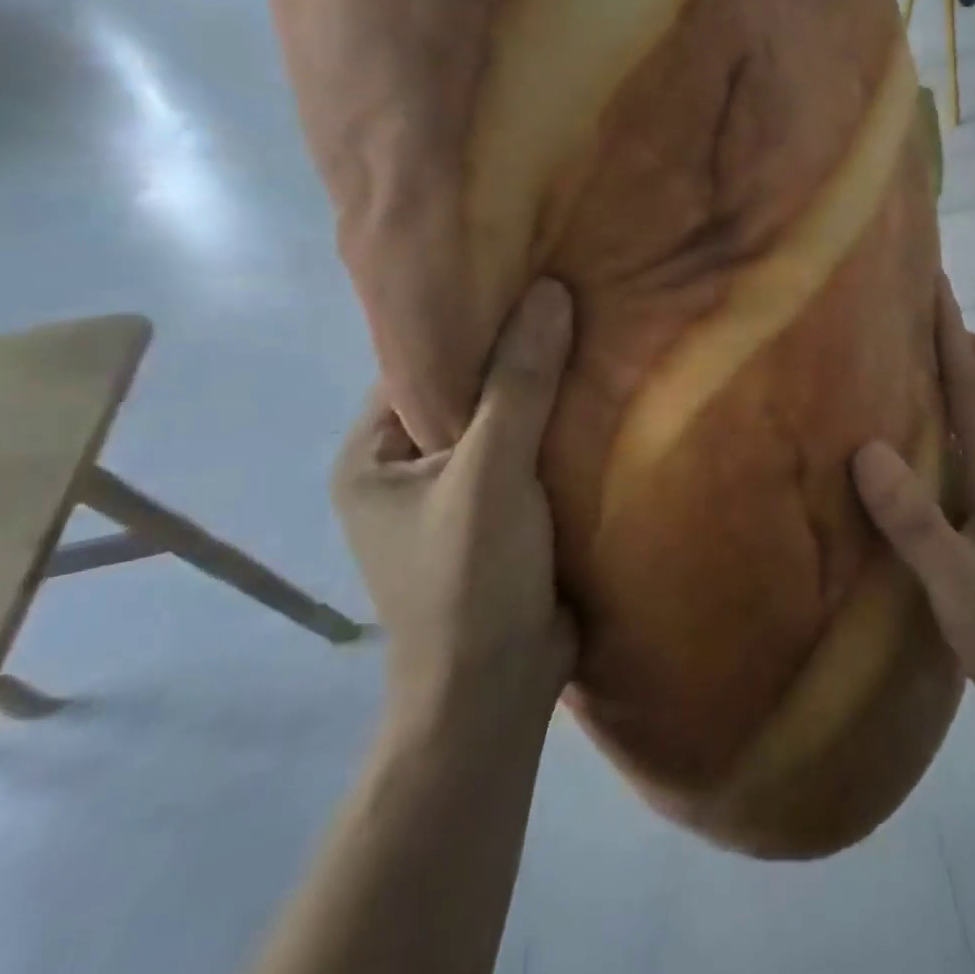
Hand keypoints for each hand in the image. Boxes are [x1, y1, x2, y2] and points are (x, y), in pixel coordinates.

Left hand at [331, 280, 577, 728]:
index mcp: (372, 454)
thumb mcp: (491, 474)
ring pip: (505, 421)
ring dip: (545, 391)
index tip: (528, 275)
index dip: (472, 318)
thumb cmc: (470, 582)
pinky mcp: (501, 514)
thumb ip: (519, 384)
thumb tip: (548, 291)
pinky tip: (602, 393)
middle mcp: (406, 468)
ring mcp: (455, 494)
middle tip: (572, 296)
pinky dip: (560, 428)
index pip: (419, 361)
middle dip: (516, 353)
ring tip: (596, 332)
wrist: (496, 698)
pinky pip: (530, 453)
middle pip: (465, 388)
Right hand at [853, 277, 974, 740]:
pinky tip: (930, 451)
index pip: (974, 383)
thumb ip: (916, 521)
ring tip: (922, 382)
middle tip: (926, 338)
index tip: (935, 280)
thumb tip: (869, 449)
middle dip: (972, 349)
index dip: (952, 329)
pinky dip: (964, 425)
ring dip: (972, 383)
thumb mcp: (959, 585)